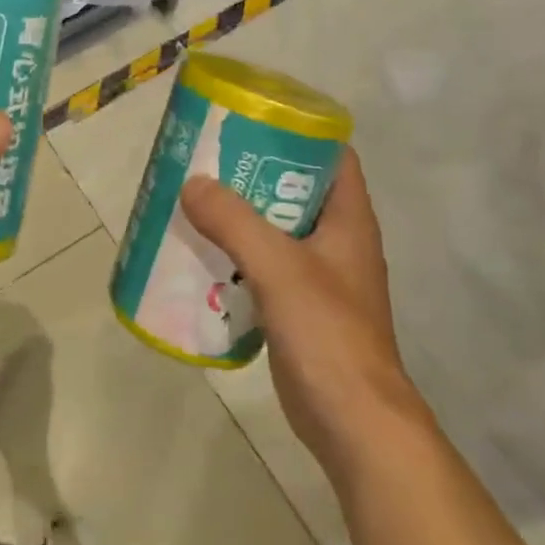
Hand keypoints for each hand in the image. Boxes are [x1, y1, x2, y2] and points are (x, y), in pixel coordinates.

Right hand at [181, 149, 427, 483]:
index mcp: (349, 220)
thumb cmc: (327, 333)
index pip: (332, 156)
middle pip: (296, 190)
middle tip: (206, 161)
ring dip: (239, 217)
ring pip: (276, 230)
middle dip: (253, 174)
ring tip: (194, 202)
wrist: (353, 423)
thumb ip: (234, 222)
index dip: (298, 133)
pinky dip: (236, 256)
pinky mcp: (299, 309)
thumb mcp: (279, 268)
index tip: (251, 122)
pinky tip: (201, 255)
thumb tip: (192, 183)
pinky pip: (264, 267)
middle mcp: (337, 242)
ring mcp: (320, 278)